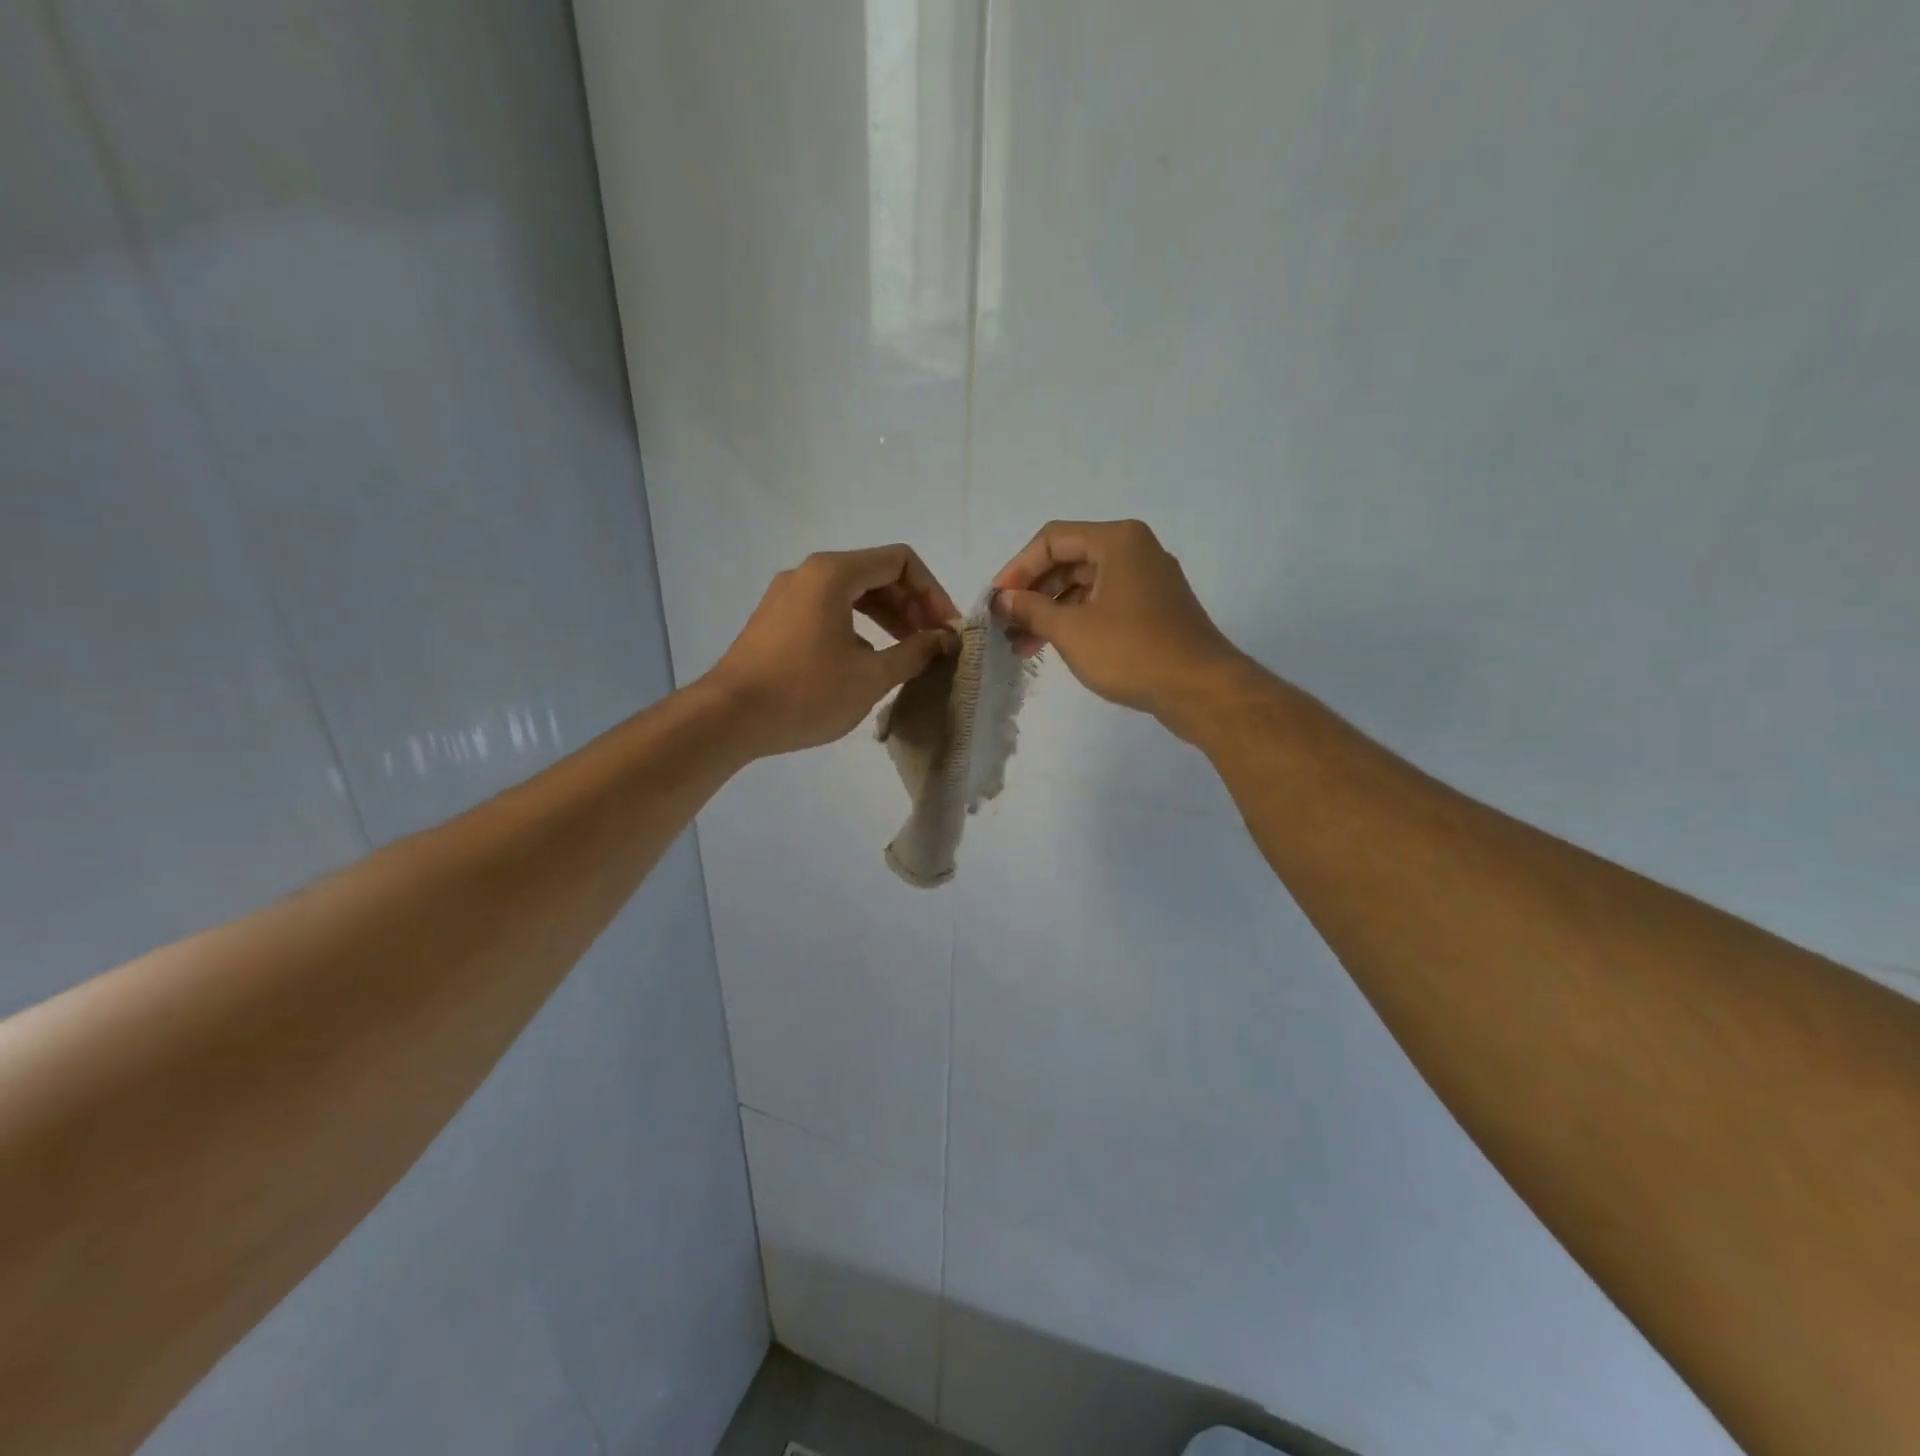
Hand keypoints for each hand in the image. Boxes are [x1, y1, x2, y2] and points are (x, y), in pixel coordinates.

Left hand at [704, 545, 958, 756]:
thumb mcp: (871, 676)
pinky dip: (858, 626)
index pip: (900, 561)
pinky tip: (868, 661)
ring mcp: (787, 596)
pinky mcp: (776, 620)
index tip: (946, 629)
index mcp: (833, 573)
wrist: (728, 719)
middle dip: (912, 605)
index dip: (933, 592)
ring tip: (908, 652)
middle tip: (933, 642)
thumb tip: (945, 639)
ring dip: (887, 617)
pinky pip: (828, 610)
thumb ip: (915, 651)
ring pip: (852, 593)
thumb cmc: (805, 693)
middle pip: (876, 574)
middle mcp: (808, 573)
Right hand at [991, 518, 1247, 728]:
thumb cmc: (1131, 651)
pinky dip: (1077, 620)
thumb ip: (1032, 609)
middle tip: (1006, 624)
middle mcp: (1135, 551)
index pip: (1052, 539)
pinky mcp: (1154, 609)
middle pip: (1069, 560)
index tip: (996, 600)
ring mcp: (1148, 581)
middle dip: (1034, 593)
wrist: (1199, 689)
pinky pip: (1104, 604)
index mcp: (1117, 541)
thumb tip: (1003, 600)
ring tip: (1021, 646)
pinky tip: (1054, 647)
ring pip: (1086, 586)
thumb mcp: (1071, 630)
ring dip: (1051, 612)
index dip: (1018, 568)